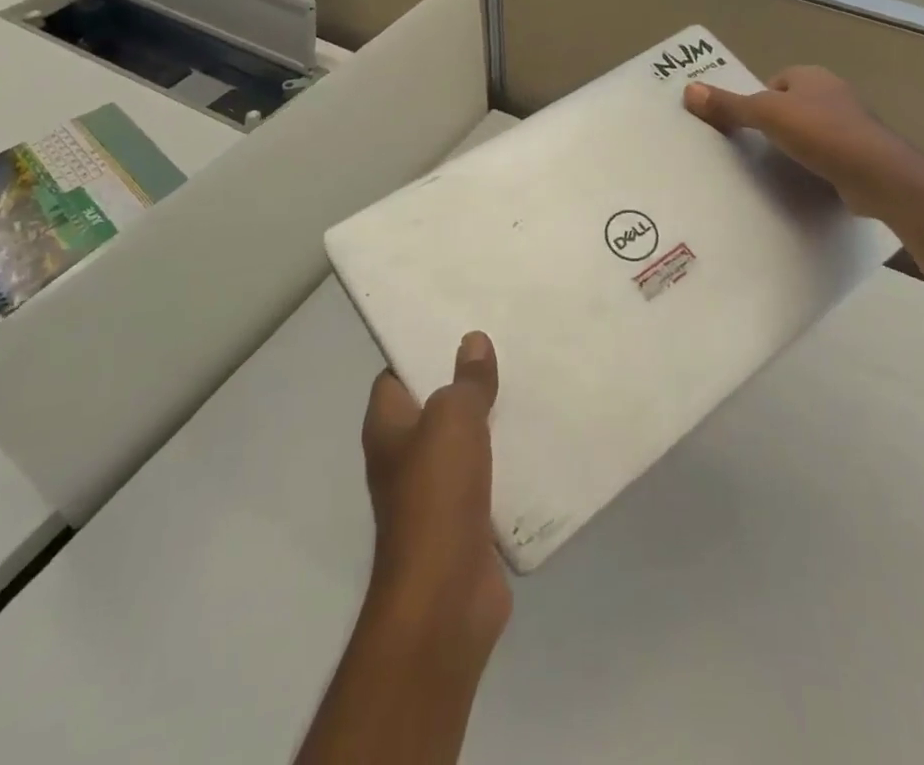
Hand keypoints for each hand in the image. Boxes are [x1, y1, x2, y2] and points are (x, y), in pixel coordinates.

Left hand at [360, 332, 510, 668]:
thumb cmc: (436, 494)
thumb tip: (473, 340)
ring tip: (526, 384)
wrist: (446, 596)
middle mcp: (403, 457)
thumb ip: (466, 380)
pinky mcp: (463, 520)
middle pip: (434, 406)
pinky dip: (505, 459)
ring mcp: (433, 492)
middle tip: (504, 349)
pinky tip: (535, 439)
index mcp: (387, 429)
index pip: (396, 376)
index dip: (422, 350)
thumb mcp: (453, 420)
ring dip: (489, 421)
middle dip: (465, 381)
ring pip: (463, 441)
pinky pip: (485, 476)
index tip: (459, 328)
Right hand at [683, 66, 915, 218]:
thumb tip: (688, 90)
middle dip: (776, 125)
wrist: (877, 173)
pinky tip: (802, 182)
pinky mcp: (859, 154)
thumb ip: (729, 105)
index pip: (777, 82)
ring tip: (774, 168)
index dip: (759, 100)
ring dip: (795, 147)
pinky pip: (827, 155)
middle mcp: (833, 94)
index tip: (746, 125)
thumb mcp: (766, 115)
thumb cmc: (820, 132)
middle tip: (753, 149)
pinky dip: (814, 166)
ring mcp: (851, 125)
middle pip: (792, 106)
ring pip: (811, 132)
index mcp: (812, 76)